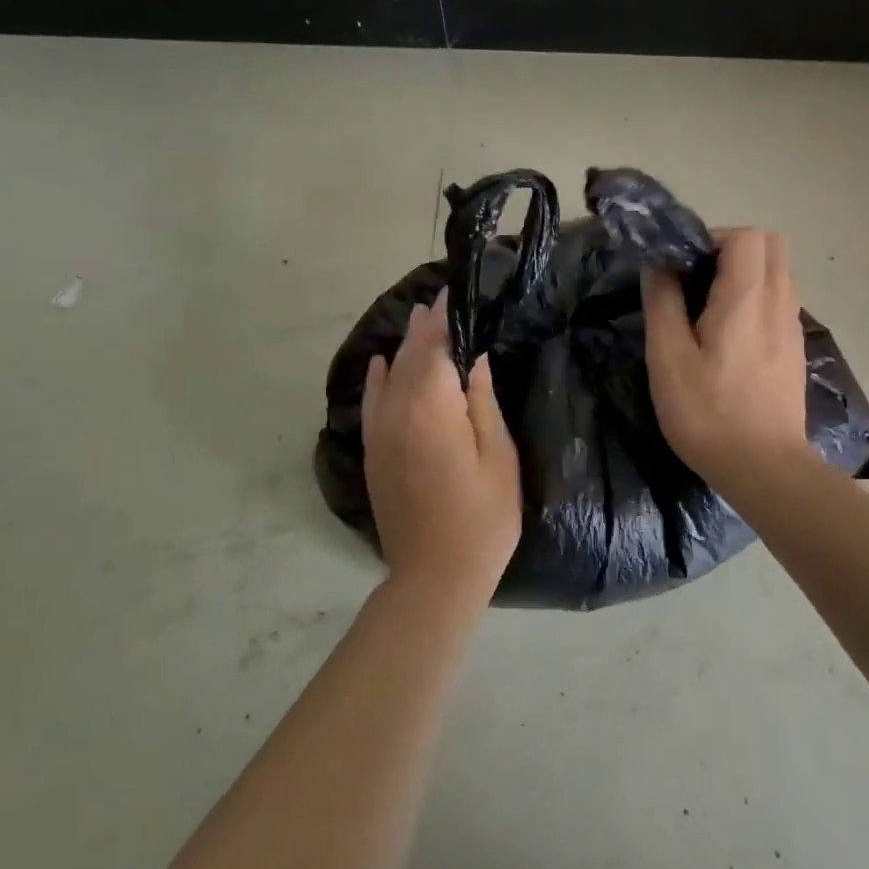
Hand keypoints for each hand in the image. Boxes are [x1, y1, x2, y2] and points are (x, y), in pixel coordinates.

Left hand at [362, 293, 521, 602]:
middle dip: (424, 327)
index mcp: (432, 407)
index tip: (452, 292)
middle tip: (438, 300)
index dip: (443, 319)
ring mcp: (379, 433)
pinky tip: (381, 363)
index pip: (435, 348)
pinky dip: (377, 378)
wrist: (435, 576)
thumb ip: (481, 402)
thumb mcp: (498, 457)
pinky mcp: (372, 453)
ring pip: (388, 375)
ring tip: (418, 320)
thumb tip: (474, 359)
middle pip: (409, 357)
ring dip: (403, 346)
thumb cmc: (483, 518)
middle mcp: (397, 411)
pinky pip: (371, 402)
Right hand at [642, 229, 809, 488]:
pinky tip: (729, 339)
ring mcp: (793, 326)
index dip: (711, 239)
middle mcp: (780, 301)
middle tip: (696, 282)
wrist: (764, 468)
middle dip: (731, 250)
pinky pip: (779, 301)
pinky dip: (756, 300)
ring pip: (777, 273)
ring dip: (744, 275)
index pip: (746, 235)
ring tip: (708, 311)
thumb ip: (662, 302)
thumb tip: (659, 265)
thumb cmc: (708, 413)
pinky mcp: (795, 349)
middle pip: (770, 245)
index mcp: (748, 297)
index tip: (683, 268)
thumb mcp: (668, 358)